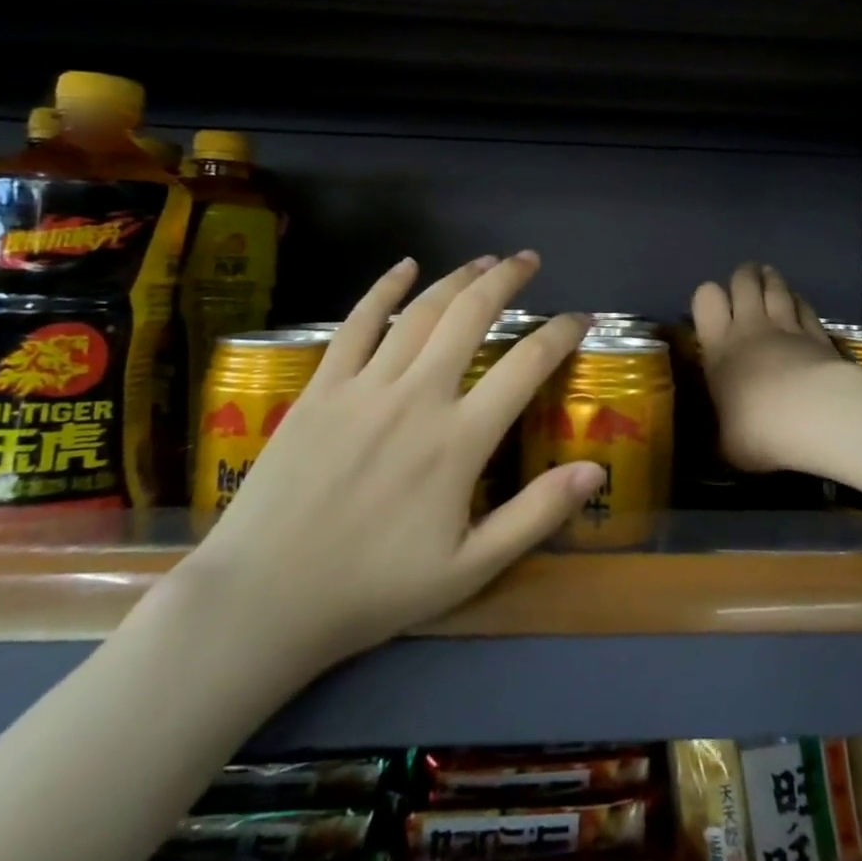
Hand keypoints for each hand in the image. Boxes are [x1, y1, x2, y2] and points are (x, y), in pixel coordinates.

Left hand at [168, 252, 599, 689]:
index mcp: (459, 440)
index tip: (579, 318)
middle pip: (471, 316)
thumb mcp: (470, 568)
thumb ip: (536, 514)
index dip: (560, 334)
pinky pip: (355, 324)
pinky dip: (382, 288)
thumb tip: (596, 469)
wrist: (264, 600)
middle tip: (529, 260)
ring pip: (420, 312)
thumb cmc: (374, 589)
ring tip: (485, 260)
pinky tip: (404, 266)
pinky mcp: (322, 388)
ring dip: (458, 278)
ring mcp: (365, 386)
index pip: (526, 365)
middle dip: (507, 280)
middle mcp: (418, 396)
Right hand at [692, 262, 846, 472]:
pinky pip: (805, 307)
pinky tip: (799, 302)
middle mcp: (750, 327)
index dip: (708, 296)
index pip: (706, 299)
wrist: (815, 417)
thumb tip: (721, 441)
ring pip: (777, 288)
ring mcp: (788, 326)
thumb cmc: (758, 429)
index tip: (713, 307)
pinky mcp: (819, 334)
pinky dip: (799, 301)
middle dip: (743, 277)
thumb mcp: (726, 443)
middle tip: (744, 280)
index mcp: (719, 346)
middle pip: (743, 282)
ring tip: (768, 276)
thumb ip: (723, 433)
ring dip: (771, 280)